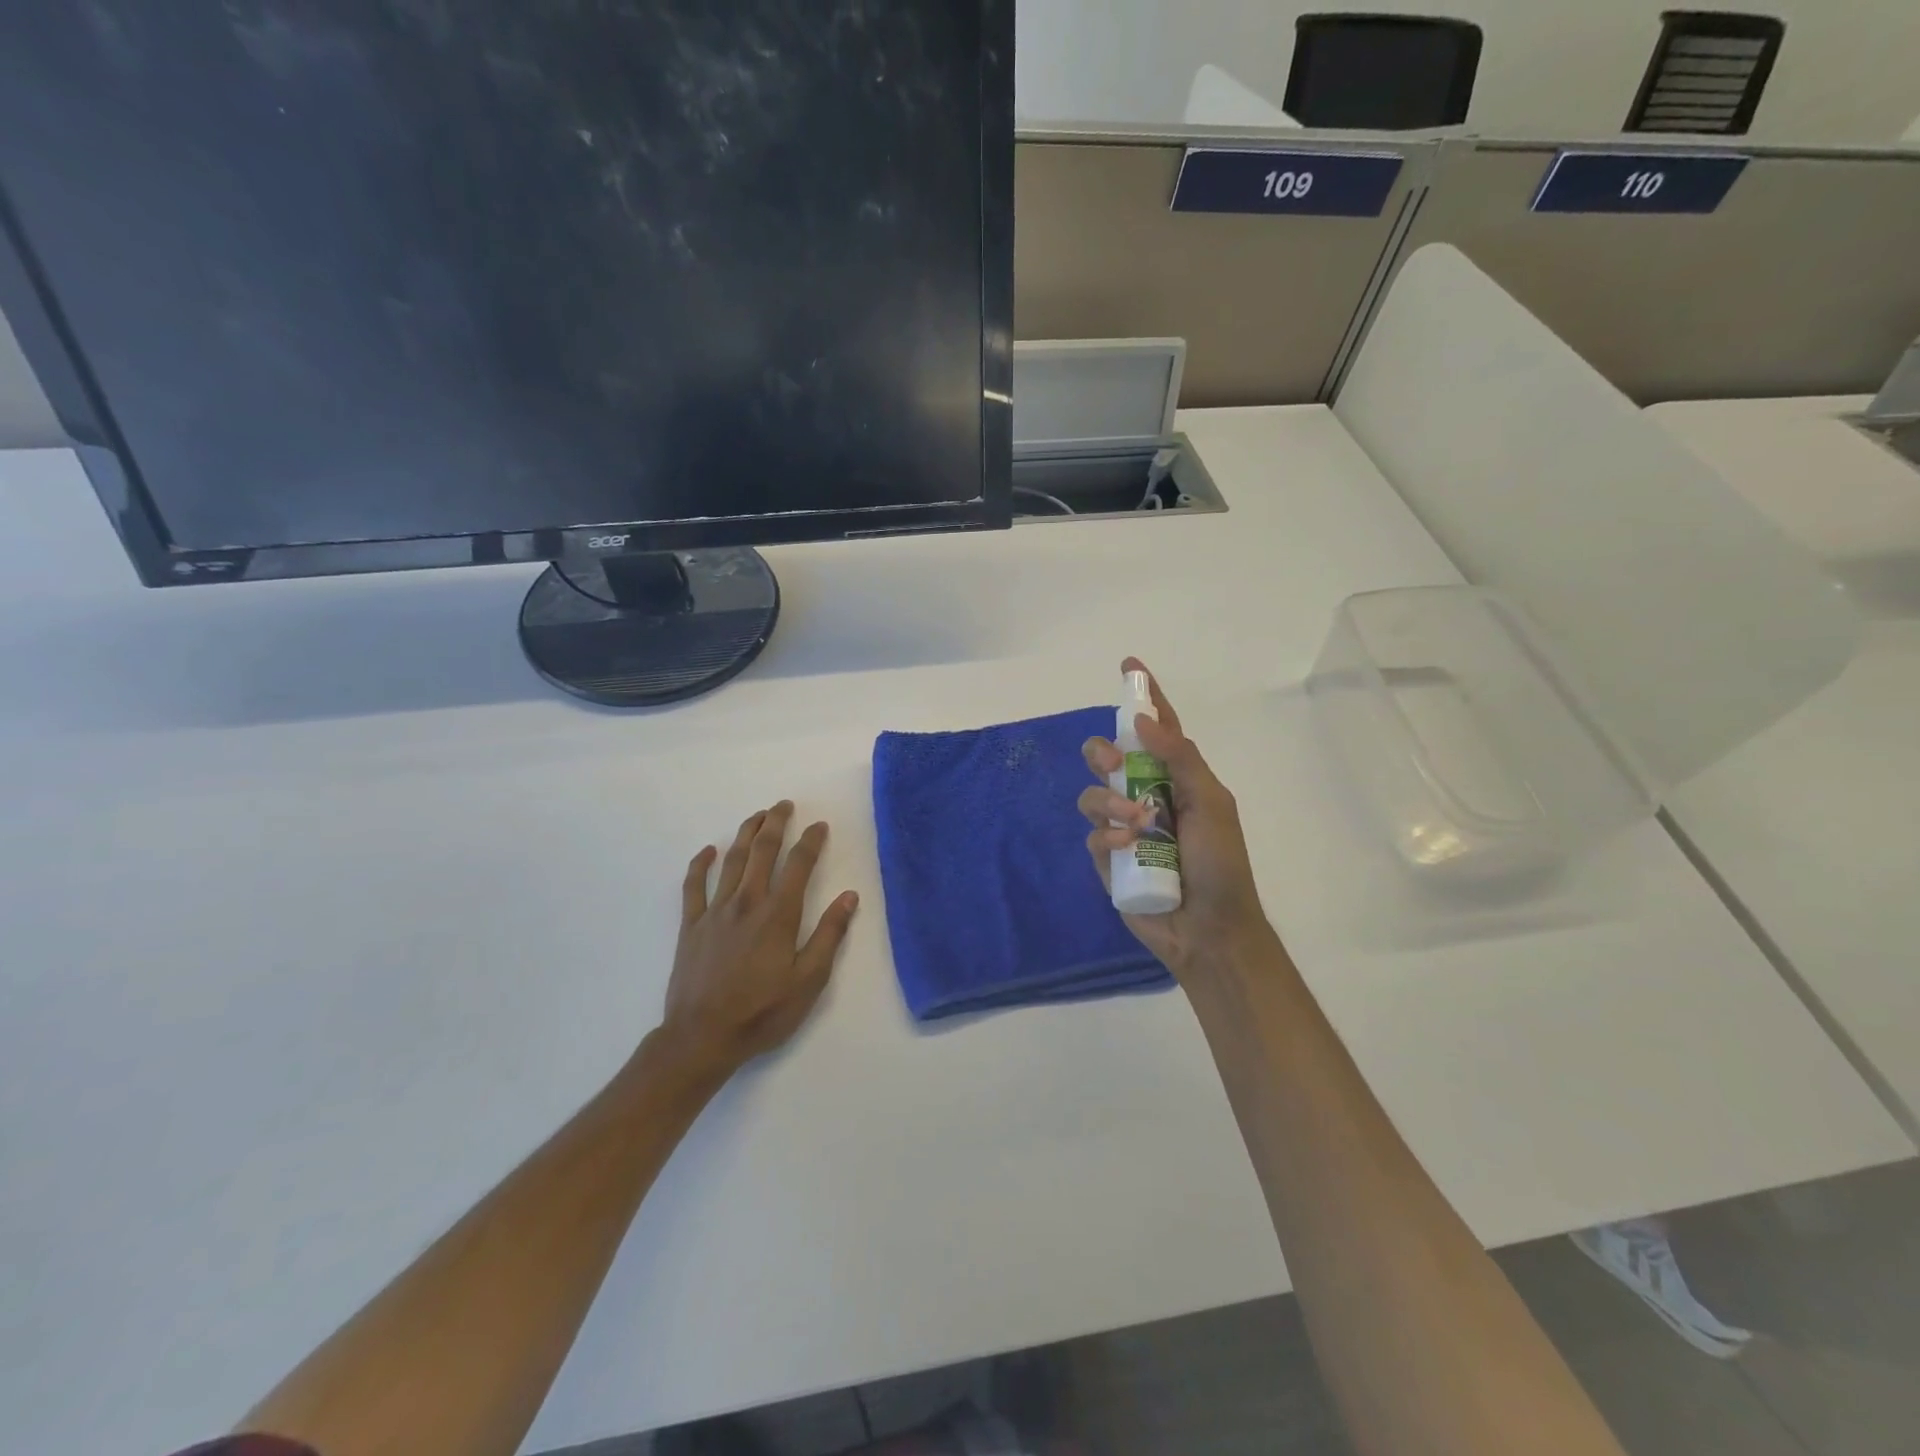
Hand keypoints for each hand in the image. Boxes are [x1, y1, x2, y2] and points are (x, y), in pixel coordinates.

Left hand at [658, 801, 858, 1081]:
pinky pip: (693, 886)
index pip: (799, 865)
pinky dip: (700, 865)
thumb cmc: (762, 1012)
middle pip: (762, 851)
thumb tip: (849, 896)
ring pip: (732, 861)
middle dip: (775, 824)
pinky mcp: (691, 926)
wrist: (702, 1037)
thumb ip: (829, 935)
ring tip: (756, 816)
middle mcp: (747, 902)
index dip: (811, 841)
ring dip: (745, 834)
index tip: (819, 826)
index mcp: (778, 914)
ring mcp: (715, 912)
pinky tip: (708, 851)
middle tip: (784, 805)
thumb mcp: (809, 980)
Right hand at [1079, 660, 1273, 979]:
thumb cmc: (1221, 864)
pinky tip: (1128, 849)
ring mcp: (1123, 828)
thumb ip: (1180, 759)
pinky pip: (1092, 834)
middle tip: (1114, 766)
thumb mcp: (1211, 803)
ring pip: (1092, 795)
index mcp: (1177, 778)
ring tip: (1136, 826)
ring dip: (1110, 803)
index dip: (1144, 698)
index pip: (1158, 729)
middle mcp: (1146, 796)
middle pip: (1108, 756)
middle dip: (1104, 753)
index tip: (1128, 666)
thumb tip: (1142, 721)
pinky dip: (1108, 837)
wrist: (1209, 929)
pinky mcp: (1108, 858)